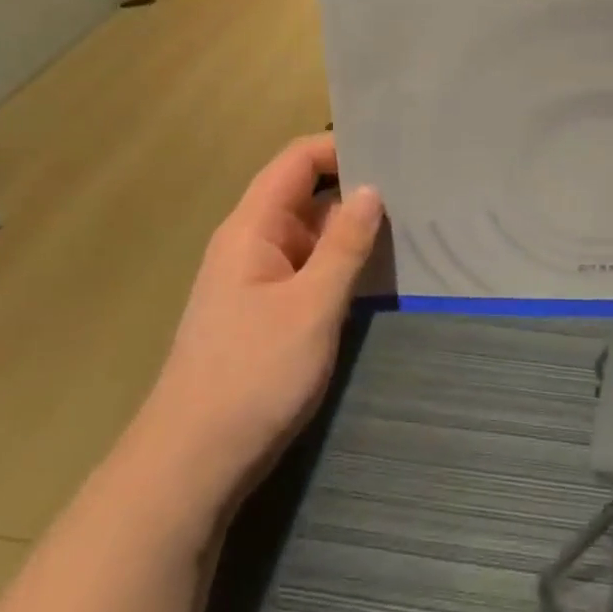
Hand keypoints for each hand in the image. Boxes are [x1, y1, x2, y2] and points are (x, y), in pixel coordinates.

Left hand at [143, 133, 381, 503]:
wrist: (194, 463)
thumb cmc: (253, 375)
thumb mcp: (311, 306)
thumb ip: (346, 245)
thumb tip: (372, 189)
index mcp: (252, 228)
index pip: (297, 162)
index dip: (340, 148)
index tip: (393, 152)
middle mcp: (253, 244)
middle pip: (306, 195)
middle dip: (356, 189)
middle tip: (418, 189)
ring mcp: (259, 280)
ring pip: (312, 236)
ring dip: (353, 231)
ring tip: (413, 224)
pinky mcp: (268, 312)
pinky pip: (310, 271)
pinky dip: (342, 265)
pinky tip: (380, 271)